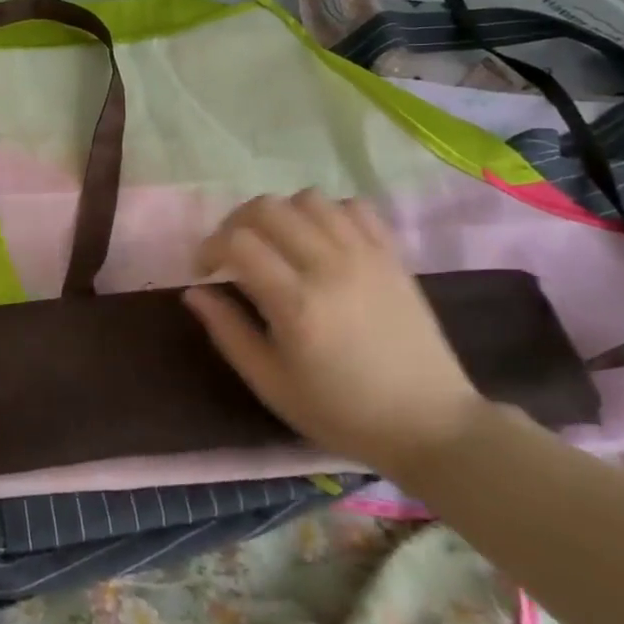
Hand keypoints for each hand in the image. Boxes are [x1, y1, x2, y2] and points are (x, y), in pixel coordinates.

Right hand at [183, 190, 485, 480]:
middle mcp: (329, 266)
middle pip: (267, 208)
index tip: (206, 271)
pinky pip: (353, 207)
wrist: (429, 424)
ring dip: (281, 214)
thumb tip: (194, 291)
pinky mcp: (392, 255)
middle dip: (237, 223)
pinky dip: (327, 213)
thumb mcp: (271, 384)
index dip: (209, 247)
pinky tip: (320, 240)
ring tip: (277, 243)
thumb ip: (228, 332)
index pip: (237, 241)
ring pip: (308, 199)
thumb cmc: (341, 411)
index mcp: (296, 304)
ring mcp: (366, 255)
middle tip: (233, 253)